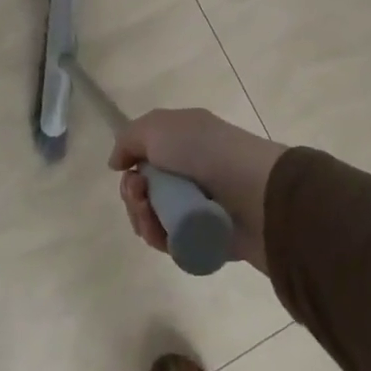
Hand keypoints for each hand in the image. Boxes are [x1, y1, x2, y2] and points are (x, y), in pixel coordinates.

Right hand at [110, 108, 285, 273]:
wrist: (254, 193)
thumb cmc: (205, 151)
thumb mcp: (159, 127)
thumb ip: (129, 139)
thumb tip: (117, 163)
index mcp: (184, 140)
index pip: (147, 156)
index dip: (131, 165)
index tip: (128, 171)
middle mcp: (190, 170)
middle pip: (145, 190)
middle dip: (133, 195)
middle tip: (140, 194)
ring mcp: (197, 206)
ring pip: (153, 218)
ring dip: (142, 217)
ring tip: (151, 215)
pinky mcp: (203, 239)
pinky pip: (169, 243)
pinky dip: (159, 238)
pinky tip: (162, 234)